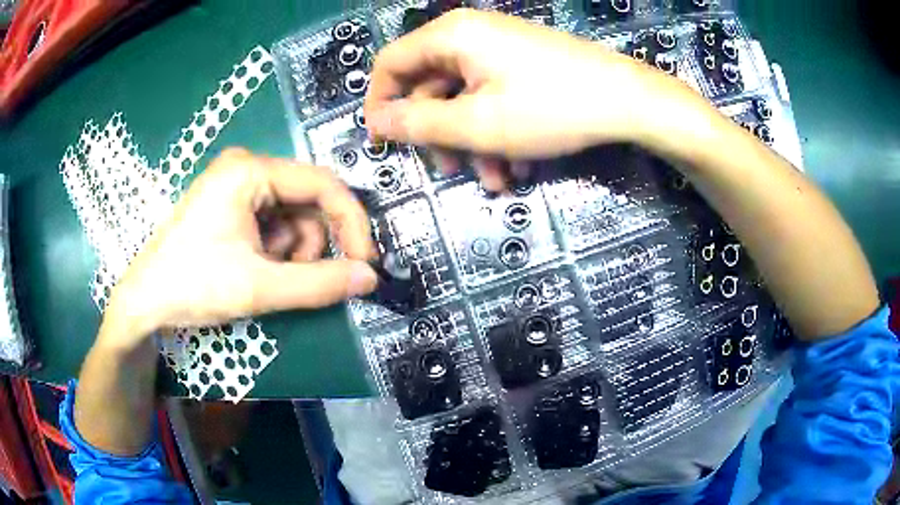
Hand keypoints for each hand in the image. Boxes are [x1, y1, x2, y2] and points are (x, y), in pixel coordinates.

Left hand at [104, 149, 377, 345]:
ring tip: (267, 278)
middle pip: (307, 201)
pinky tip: (256, 270)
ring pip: (291, 216)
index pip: (323, 183)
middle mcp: (247, 168)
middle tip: (300, 280)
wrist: (145, 300)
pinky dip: (276, 251)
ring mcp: (237, 186)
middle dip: (311, 245)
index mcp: (250, 171)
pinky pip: (272, 223)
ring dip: (292, 253)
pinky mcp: (231, 205)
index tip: (365, 262)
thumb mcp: (258, 288)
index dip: (351, 222)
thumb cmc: (193, 285)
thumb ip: (318, 284)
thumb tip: (370, 278)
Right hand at [364, 9, 685, 187]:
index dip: (381, 104)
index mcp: (450, 36)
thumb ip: (418, 122)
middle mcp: (470, 35)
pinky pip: (494, 96)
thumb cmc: (550, 108)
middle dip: (441, 135)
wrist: (629, 101)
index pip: (390, 65)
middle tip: (454, 172)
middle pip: (430, 86)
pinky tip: (521, 163)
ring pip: (465, 98)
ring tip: (499, 179)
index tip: (385, 143)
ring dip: (474, 143)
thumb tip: (376, 120)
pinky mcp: (523, 64)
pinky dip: (499, 131)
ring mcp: (500, 49)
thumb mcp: (476, 124)